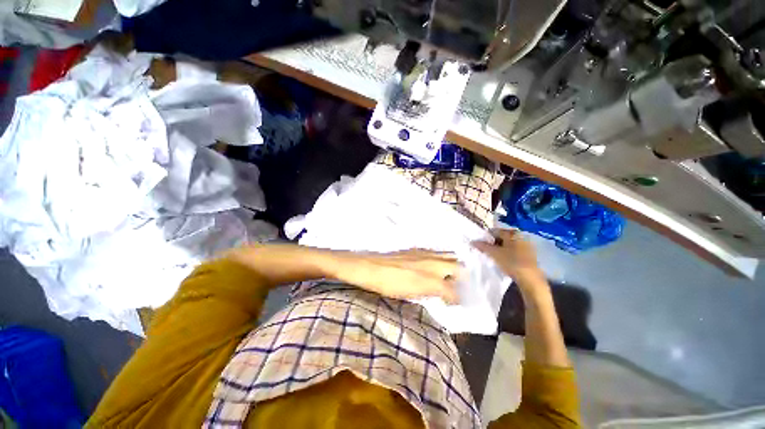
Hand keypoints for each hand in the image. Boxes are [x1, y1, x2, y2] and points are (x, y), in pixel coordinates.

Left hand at [331, 249, 461, 303]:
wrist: (371, 267)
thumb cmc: (391, 284)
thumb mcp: (414, 293)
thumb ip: (434, 293)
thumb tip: (448, 296)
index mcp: (433, 276)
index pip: (454, 289)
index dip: (458, 298)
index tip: (457, 303)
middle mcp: (433, 261)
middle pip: (458, 266)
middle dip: (462, 277)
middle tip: (457, 287)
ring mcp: (425, 253)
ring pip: (449, 256)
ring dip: (453, 266)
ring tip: (449, 276)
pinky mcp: (417, 249)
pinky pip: (436, 252)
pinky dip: (441, 259)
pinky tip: (435, 266)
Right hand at [472, 229, 546, 292]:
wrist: (530, 279)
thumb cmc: (511, 262)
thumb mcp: (494, 254)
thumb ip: (483, 246)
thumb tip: (472, 241)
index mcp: (513, 233)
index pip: (494, 231)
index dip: (485, 238)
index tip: (480, 245)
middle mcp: (521, 236)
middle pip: (501, 237)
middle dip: (493, 244)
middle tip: (486, 252)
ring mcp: (526, 245)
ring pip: (508, 244)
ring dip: (499, 249)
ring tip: (494, 257)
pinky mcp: (529, 255)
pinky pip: (514, 250)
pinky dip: (507, 253)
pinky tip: (503, 261)